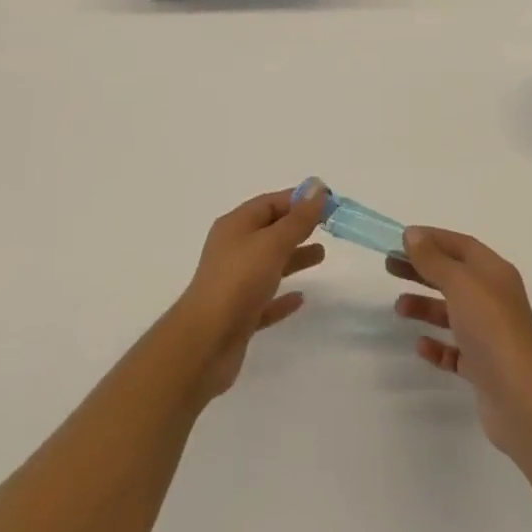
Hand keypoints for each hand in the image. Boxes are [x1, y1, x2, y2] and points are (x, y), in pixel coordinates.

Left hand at [168, 185, 326, 402]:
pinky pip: (265, 299)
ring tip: (321, 256)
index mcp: (236, 226)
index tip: (327, 201)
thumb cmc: (238, 282)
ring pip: (269, 264)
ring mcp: (234, 284)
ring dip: (294, 258)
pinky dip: (283, 297)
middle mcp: (233, 250)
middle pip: (269, 231)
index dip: (298, 199)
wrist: (204, 344)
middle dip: (297, 227)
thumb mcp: (272, 243)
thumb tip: (317, 187)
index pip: (270, 202)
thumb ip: (298, 219)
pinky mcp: (238, 316)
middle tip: (328, 227)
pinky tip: (300, 299)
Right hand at [388, 228, 531, 455]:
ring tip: (399, 308)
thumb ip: (434, 259)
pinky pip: (455, 350)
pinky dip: (437, 346)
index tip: (402, 239)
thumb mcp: (460, 283)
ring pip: (451, 312)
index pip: (461, 245)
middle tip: (390, 267)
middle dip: (422, 270)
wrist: (521, 398)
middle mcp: (493, 299)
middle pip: (452, 276)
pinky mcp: (483, 367)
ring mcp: (489, 334)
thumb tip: (413, 235)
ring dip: (425, 307)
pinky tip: (421, 346)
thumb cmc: (490, 327)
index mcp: (494, 272)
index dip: (432, 239)